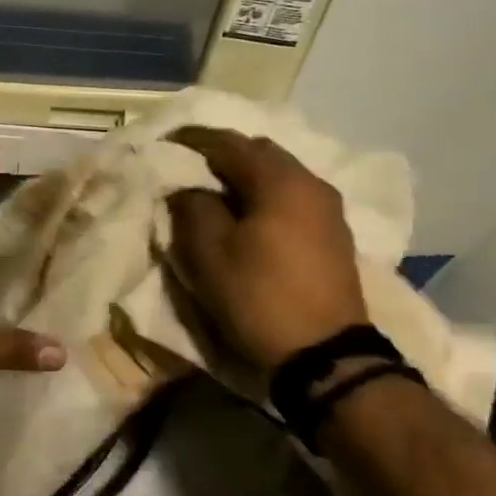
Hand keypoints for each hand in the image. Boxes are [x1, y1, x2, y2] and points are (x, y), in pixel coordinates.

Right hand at [166, 126, 369, 371]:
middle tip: (188, 167)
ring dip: (244, 176)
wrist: (324, 355)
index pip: (229, 143)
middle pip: (259, 152)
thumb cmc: (259, 297)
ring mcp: (328, 209)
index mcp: (281, 181)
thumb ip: (192, 207)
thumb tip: (188, 188)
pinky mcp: (332, 234)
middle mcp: (311, 183)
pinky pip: (290, 197)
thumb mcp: (209, 253)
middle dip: (221, 154)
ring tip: (212, 192)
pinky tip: (245, 214)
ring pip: (277, 175)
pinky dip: (263, 195)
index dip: (192, 140)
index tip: (164, 143)